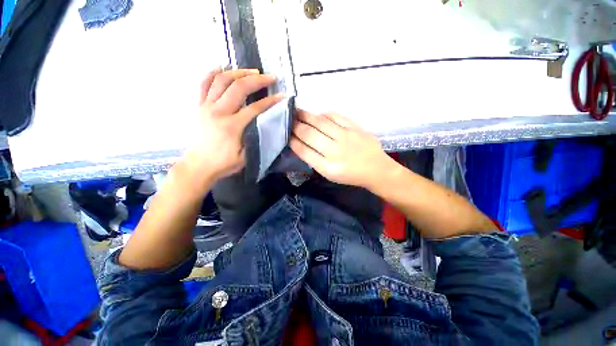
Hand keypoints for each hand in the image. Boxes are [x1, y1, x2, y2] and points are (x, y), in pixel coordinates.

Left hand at [184, 68, 282, 181]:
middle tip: (270, 77)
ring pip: (221, 80)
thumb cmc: (223, 164)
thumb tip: (264, 124)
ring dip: (238, 72)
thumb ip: (255, 138)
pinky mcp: (198, 106)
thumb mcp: (246, 156)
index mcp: (232, 126)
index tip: (281, 96)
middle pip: (239, 87)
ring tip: (251, 71)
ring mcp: (206, 106)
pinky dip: (212, 73)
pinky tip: (222, 68)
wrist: (198, 166)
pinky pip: (203, 84)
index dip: (270, 101)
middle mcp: (218, 112)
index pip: (255, 108)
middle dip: (257, 80)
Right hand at [290, 109, 396, 188]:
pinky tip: (318, 115)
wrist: (376, 169)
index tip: (286, 134)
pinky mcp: (355, 128)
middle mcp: (334, 151)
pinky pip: (336, 116)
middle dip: (295, 125)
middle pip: (309, 134)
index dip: (292, 140)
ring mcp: (345, 137)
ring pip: (320, 122)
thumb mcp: (329, 174)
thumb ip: (314, 160)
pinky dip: (324, 114)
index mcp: (327, 167)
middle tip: (288, 119)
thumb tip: (300, 143)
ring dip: (306, 115)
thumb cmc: (350, 175)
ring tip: (297, 111)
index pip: (304, 150)